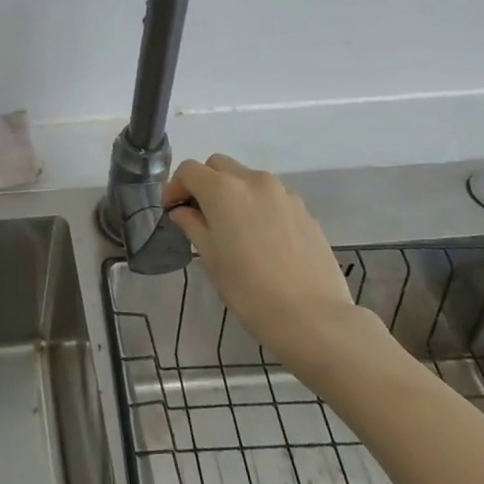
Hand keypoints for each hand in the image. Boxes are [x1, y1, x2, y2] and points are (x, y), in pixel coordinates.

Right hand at [164, 155, 361, 360]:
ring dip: (233, 192)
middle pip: (219, 166)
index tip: (171, 209)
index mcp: (223, 189)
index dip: (175, 186)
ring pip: (247, 179)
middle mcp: (253, 181)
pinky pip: (272, 197)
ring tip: (233, 228)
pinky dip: (258, 206)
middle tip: (199, 214)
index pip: (189, 170)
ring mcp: (283, 193)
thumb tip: (183, 211)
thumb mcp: (210, 259)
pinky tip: (262, 239)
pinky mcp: (304, 210)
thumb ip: (193, 225)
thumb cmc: (249, 290)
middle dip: (204, 182)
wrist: (313, 317)